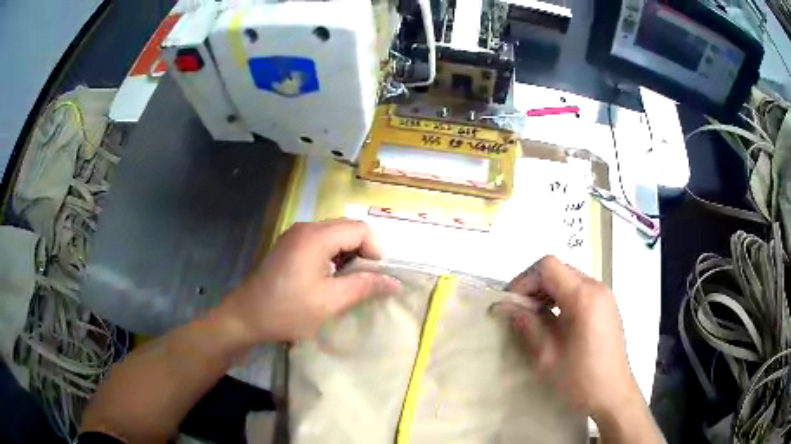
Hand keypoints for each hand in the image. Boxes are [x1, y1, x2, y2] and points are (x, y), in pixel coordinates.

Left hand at [218, 220, 401, 343]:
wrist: (247, 317)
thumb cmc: (288, 311)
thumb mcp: (331, 302)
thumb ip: (365, 287)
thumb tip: (395, 282)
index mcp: (316, 236)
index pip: (360, 229)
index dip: (375, 251)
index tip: (375, 277)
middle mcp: (306, 227)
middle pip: (348, 228)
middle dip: (363, 252)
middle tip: (364, 281)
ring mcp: (295, 234)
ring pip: (336, 235)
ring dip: (349, 254)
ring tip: (349, 281)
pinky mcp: (290, 244)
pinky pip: (321, 241)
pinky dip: (334, 255)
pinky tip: (330, 278)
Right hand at [497, 256, 638, 420]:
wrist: (612, 394)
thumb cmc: (579, 378)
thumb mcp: (547, 354)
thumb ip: (526, 323)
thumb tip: (503, 305)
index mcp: (583, 297)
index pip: (548, 266)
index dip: (524, 280)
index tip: (512, 303)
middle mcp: (597, 288)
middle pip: (559, 270)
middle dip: (534, 286)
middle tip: (519, 311)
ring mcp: (605, 296)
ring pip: (569, 278)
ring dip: (548, 292)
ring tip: (535, 317)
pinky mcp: (607, 306)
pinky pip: (580, 290)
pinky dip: (562, 298)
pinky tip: (556, 322)